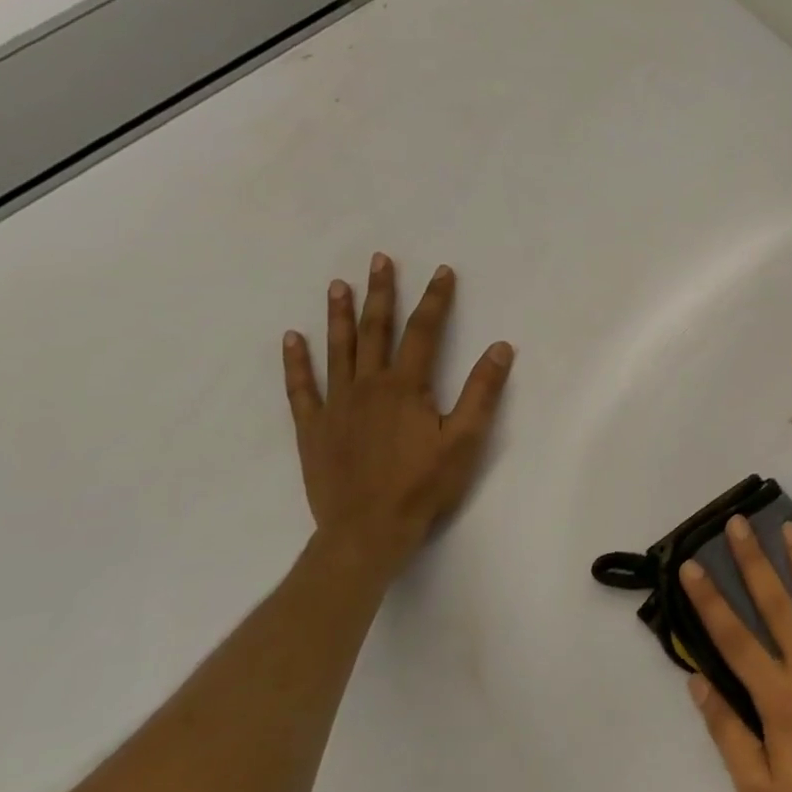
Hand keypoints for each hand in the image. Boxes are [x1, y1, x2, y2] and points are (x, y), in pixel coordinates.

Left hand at [282, 253, 512, 563]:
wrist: (367, 531)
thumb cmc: (423, 486)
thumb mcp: (465, 440)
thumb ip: (482, 392)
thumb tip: (500, 348)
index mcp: (406, 388)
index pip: (423, 332)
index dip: (435, 300)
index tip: (442, 271)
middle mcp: (367, 386)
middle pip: (375, 331)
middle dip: (381, 294)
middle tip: (378, 260)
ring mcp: (335, 406)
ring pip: (337, 350)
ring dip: (338, 316)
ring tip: (337, 285)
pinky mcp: (313, 428)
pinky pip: (301, 388)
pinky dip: (296, 362)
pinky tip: (291, 338)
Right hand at [683, 516, 791, 791]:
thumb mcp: (755, 788)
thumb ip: (726, 729)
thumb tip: (697, 681)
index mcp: (779, 700)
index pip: (735, 639)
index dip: (710, 600)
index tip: (693, 567)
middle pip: (779, 606)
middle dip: (755, 562)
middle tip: (740, 524)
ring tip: (790, 528)